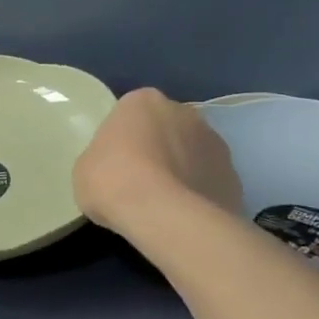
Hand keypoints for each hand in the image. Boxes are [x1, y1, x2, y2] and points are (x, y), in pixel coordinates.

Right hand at [73, 88, 242, 235]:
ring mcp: (214, 141)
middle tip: (137, 180)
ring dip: (180, 169)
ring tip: (162, 203)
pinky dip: (197, 192)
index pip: (129, 114)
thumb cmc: (113, 182)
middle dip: (156, 148)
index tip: (113, 163)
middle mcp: (184, 111)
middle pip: (165, 128)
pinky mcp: (233, 174)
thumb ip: (102, 158)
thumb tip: (117, 168)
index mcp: (143, 101)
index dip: (121, 139)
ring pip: (191, 152)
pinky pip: (208, 179)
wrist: (166, 216)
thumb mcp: (84, 168)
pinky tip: (182, 215)